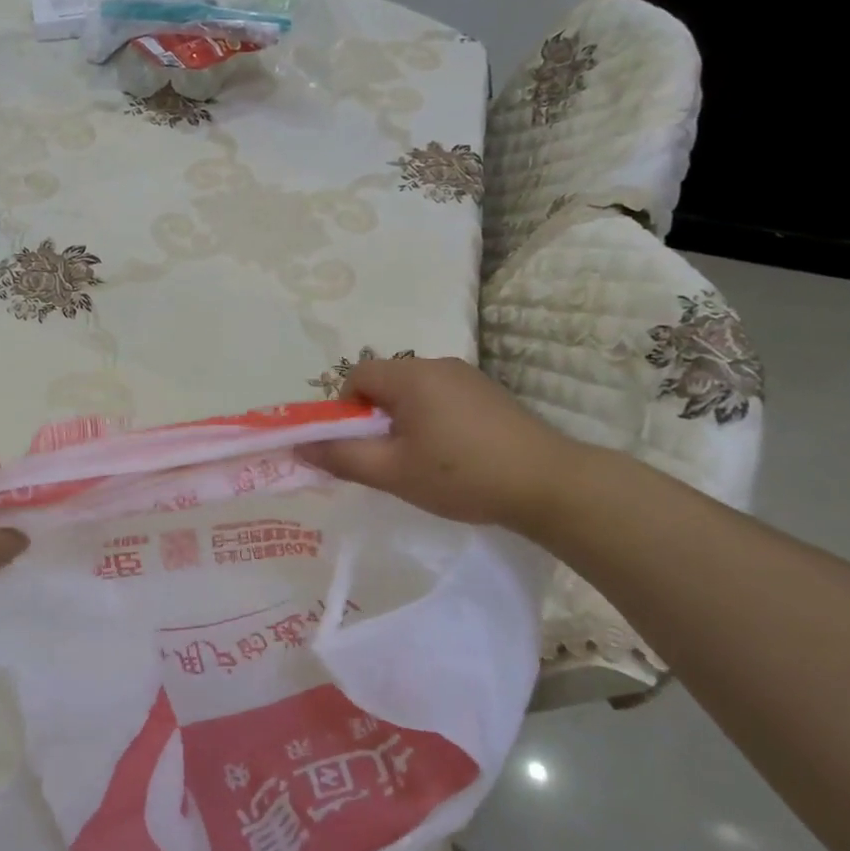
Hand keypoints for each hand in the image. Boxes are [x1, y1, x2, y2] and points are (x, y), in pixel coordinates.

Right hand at [301, 356, 580, 531]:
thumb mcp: (392, 472)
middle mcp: (437, 365)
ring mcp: (468, 377)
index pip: (356, 375)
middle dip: (374, 418)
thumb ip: (342, 457)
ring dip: (403, 420)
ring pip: (414, 392)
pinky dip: (431, 420)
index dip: (345, 409)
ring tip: (418, 461)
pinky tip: (451, 455)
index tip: (357, 445)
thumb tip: (300, 446)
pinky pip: (441, 398)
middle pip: (385, 382)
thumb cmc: (461, 474)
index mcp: (411, 375)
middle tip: (384, 458)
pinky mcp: (489, 394)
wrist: (549, 485)